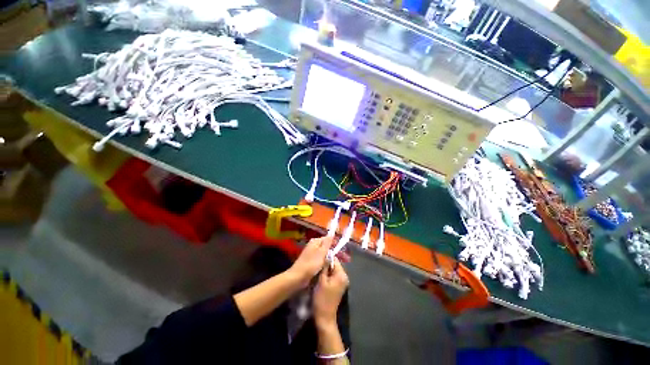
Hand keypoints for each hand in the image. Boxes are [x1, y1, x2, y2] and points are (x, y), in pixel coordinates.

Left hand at [288, 236, 333, 286]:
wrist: (298, 277)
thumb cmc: (311, 264)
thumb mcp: (322, 252)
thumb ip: (327, 242)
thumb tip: (332, 232)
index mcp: (315, 241)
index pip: (327, 239)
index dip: (333, 244)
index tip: (339, 251)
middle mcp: (312, 245)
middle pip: (325, 246)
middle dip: (331, 251)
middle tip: (337, 259)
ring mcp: (311, 253)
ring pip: (323, 253)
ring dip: (327, 258)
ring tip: (333, 264)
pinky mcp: (310, 261)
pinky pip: (319, 259)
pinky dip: (323, 262)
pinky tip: (326, 267)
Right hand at [313, 257, 348, 327]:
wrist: (325, 317)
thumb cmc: (322, 298)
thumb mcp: (321, 280)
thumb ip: (325, 266)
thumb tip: (326, 254)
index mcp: (342, 274)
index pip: (335, 259)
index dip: (326, 258)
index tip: (318, 258)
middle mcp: (344, 277)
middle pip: (335, 265)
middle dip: (326, 264)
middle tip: (316, 265)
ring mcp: (342, 282)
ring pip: (333, 270)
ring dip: (326, 270)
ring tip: (317, 271)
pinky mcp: (339, 286)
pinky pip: (333, 276)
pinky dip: (327, 275)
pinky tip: (320, 277)